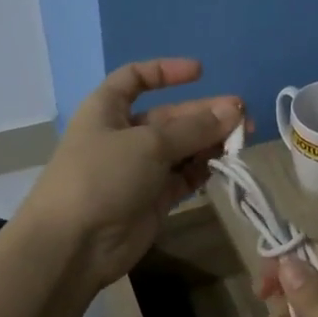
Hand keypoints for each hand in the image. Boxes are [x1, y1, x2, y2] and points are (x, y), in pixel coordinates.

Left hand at [20, 58, 245, 292]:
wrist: (74, 245)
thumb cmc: (103, 176)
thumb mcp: (149, 143)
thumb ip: (195, 128)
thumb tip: (234, 110)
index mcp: (108, 109)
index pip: (135, 79)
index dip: (165, 71)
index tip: (201, 72)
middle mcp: (124, 135)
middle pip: (170, 117)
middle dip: (205, 114)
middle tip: (244, 116)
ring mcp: (139, 169)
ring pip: (182, 148)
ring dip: (210, 142)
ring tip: (244, 140)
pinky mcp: (153, 199)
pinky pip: (184, 177)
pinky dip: (203, 170)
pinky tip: (226, 165)